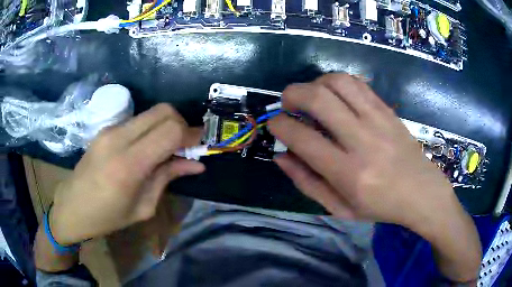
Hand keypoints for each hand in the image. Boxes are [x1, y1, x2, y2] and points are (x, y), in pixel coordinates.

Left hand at [50, 104, 204, 244]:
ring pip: (151, 112)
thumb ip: (168, 178)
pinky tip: (150, 147)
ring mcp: (110, 129)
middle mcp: (119, 138)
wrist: (72, 206)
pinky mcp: (106, 128)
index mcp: (129, 164)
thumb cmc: (107, 216)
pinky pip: (138, 120)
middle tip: (187, 144)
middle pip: (163, 111)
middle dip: (182, 123)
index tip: (200, 144)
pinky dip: (152, 128)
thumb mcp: (143, 207)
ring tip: (170, 147)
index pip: (170, 130)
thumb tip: (196, 164)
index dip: (191, 134)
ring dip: (167, 124)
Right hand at [269, 74, 458, 227]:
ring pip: (337, 82)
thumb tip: (281, 157)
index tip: (275, 125)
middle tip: (287, 104)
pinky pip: (356, 83)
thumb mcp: (339, 208)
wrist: (422, 192)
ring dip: (315, 83)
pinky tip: (335, 95)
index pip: (302, 138)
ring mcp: (377, 120)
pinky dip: (337, 82)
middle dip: (291, 94)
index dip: (279, 126)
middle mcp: (362, 140)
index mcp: (348, 173)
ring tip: (311, 97)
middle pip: (317, 98)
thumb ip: (307, 182)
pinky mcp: (387, 110)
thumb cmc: (380, 206)